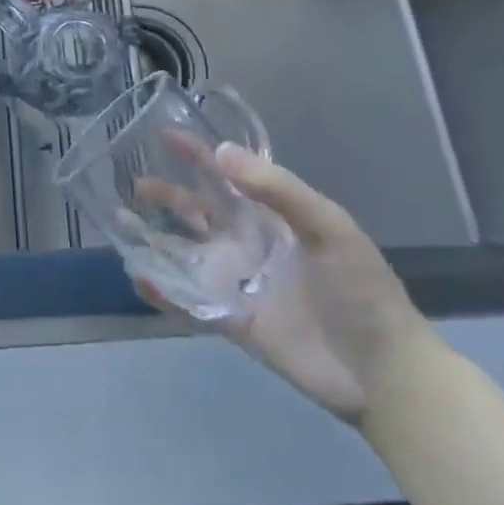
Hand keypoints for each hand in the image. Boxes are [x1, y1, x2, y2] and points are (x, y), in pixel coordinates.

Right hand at [148, 145, 439, 427]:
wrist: (383, 372)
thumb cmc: (360, 289)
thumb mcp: (327, 227)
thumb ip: (276, 190)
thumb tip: (220, 153)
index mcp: (270, 215)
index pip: (226, 174)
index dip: (197, 153)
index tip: (163, 132)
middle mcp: (247, 242)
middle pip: (197, 210)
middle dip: (166, 194)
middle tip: (135, 182)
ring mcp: (237, 282)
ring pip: (185, 253)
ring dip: (154, 239)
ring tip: (120, 224)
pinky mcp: (231, 321)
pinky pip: (188, 301)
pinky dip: (162, 290)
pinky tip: (138, 277)